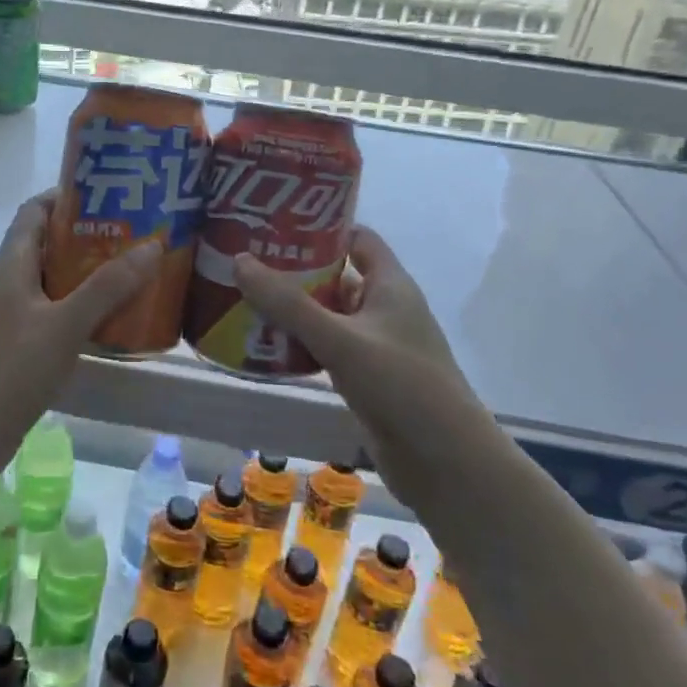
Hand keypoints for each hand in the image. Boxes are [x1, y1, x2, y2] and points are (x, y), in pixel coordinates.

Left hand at [0, 191, 162, 431]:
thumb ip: (108, 286)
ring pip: (56, 279)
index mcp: (13, 263)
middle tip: (136, 235)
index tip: (112, 194)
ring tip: (135, 271)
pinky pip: (56, 311)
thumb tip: (152, 244)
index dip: (70, 196)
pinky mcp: (20, 343)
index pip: (37, 210)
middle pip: (50, 243)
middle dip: (91, 235)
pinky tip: (114, 318)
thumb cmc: (11, 369)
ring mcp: (14, 314)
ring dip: (90, 273)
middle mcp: (11, 281)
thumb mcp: (65, 324)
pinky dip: (84, 306)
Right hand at [232, 226, 468, 414]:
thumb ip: (288, 303)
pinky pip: (327, 349)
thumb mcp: (340, 339)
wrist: (446, 464)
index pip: (357, 238)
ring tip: (245, 299)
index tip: (277, 223)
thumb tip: (240, 260)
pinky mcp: (367, 378)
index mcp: (391, 285)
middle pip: (337, 276)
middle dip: (295, 270)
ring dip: (294, 310)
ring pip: (329, 315)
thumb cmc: (401, 386)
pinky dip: (300, 344)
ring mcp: (377, 346)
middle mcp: (384, 309)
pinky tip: (266, 347)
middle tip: (248, 262)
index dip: (322, 227)